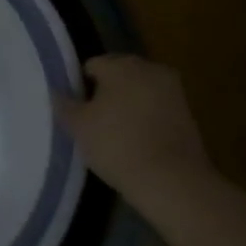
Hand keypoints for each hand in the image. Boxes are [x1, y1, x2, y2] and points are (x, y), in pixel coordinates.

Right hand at [55, 55, 214, 203]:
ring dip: (127, 104)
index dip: (80, 87)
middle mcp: (149, 68)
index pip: (91, 66)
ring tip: (115, 133)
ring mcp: (173, 90)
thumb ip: (63, 104)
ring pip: (139, 90)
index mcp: (121, 64)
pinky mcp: (188, 113)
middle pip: (118, 74)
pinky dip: (146, 118)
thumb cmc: (117, 145)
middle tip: (93, 121)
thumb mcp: (77, 126)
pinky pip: (156, 107)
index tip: (77, 111)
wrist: (172, 181)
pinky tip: (137, 141)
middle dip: (106, 92)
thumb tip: (57, 92)